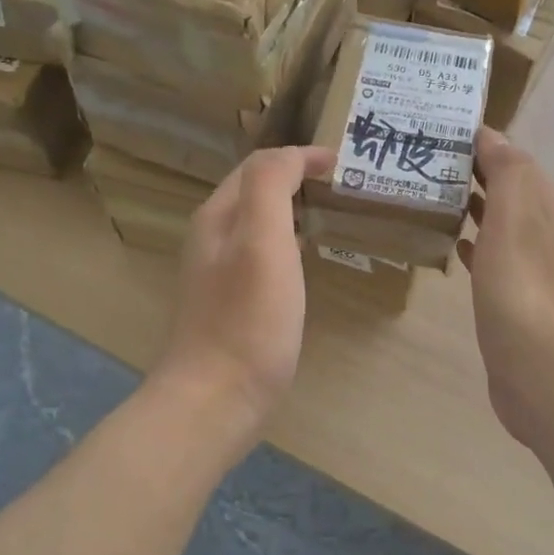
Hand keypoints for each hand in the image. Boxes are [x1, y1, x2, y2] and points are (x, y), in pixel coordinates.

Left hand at [153, 145, 332, 436]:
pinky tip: (303, 261)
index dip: (300, 156)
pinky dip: (286, 242)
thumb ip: (270, 186)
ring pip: (256, 223)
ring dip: (290, 209)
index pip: (259, 165)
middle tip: (339, 184)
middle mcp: (211, 237)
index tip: (342, 163)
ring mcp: (217, 273)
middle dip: (294, 177)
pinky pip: (260, 254)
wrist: (214, 399)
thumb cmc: (246, 319)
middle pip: (253, 191)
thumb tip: (292, 155)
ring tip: (327, 213)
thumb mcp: (262, 241)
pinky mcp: (229, 303)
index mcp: (218, 216)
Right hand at [459, 129, 553, 447]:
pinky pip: (491, 258)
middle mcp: (545, 233)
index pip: (516, 161)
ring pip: (499, 224)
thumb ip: (508, 171)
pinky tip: (454, 244)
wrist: (540, 368)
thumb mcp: (516, 217)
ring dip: (472, 206)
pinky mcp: (514, 300)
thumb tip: (492, 135)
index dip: (483, 143)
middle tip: (424, 161)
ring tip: (429, 195)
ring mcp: (531, 269)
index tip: (439, 131)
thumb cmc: (522, 286)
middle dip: (473, 173)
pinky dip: (474, 243)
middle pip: (508, 191)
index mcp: (548, 208)